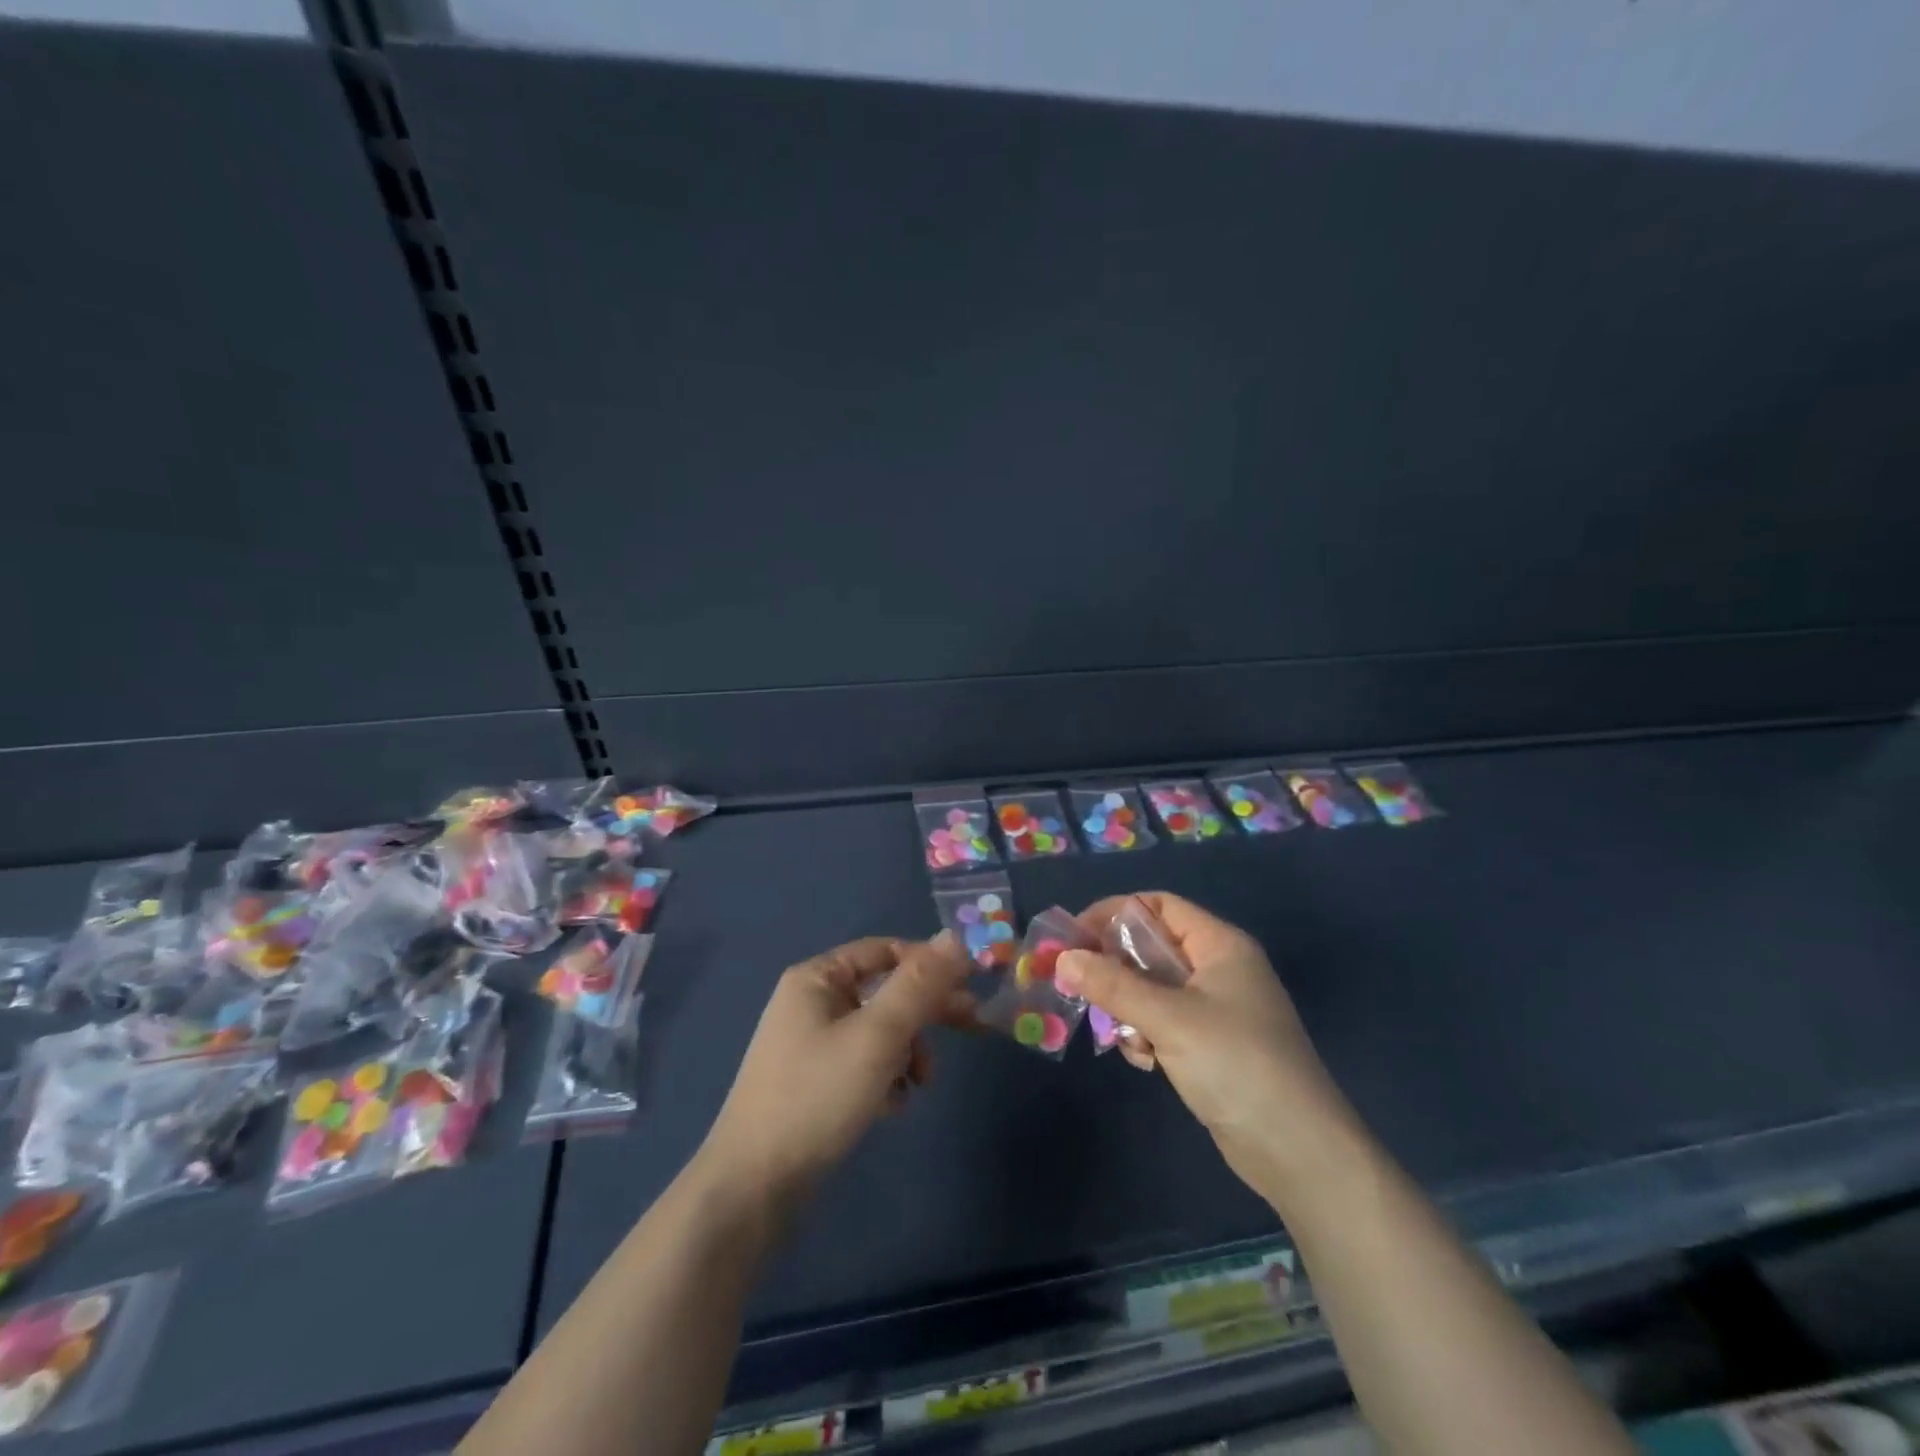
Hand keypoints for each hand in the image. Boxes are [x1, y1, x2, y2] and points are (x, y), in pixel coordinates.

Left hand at [700, 935, 972, 1212]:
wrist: (752, 1187)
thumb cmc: (817, 1097)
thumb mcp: (877, 1036)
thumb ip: (919, 985)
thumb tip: (955, 937)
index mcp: (817, 978)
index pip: (885, 951)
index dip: (928, 964)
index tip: (968, 986)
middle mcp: (811, 1001)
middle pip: (884, 991)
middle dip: (924, 1012)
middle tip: (971, 1027)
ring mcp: (809, 1043)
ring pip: (878, 1030)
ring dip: (907, 1051)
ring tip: (918, 1085)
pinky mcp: (813, 1081)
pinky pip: (862, 1062)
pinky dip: (885, 1077)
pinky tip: (892, 1106)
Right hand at [1056, 894, 1361, 1198]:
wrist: (1298, 1151)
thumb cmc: (1236, 1064)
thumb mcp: (1169, 1019)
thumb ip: (1113, 985)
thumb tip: (1063, 959)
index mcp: (1220, 945)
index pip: (1159, 906)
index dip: (1114, 913)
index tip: (1074, 938)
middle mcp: (1218, 968)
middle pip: (1152, 947)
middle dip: (1114, 967)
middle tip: (1078, 986)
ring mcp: (1216, 1009)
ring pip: (1152, 988)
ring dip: (1127, 1007)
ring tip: (1119, 1035)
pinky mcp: (1210, 1045)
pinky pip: (1164, 1021)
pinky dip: (1146, 1034)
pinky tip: (1144, 1060)